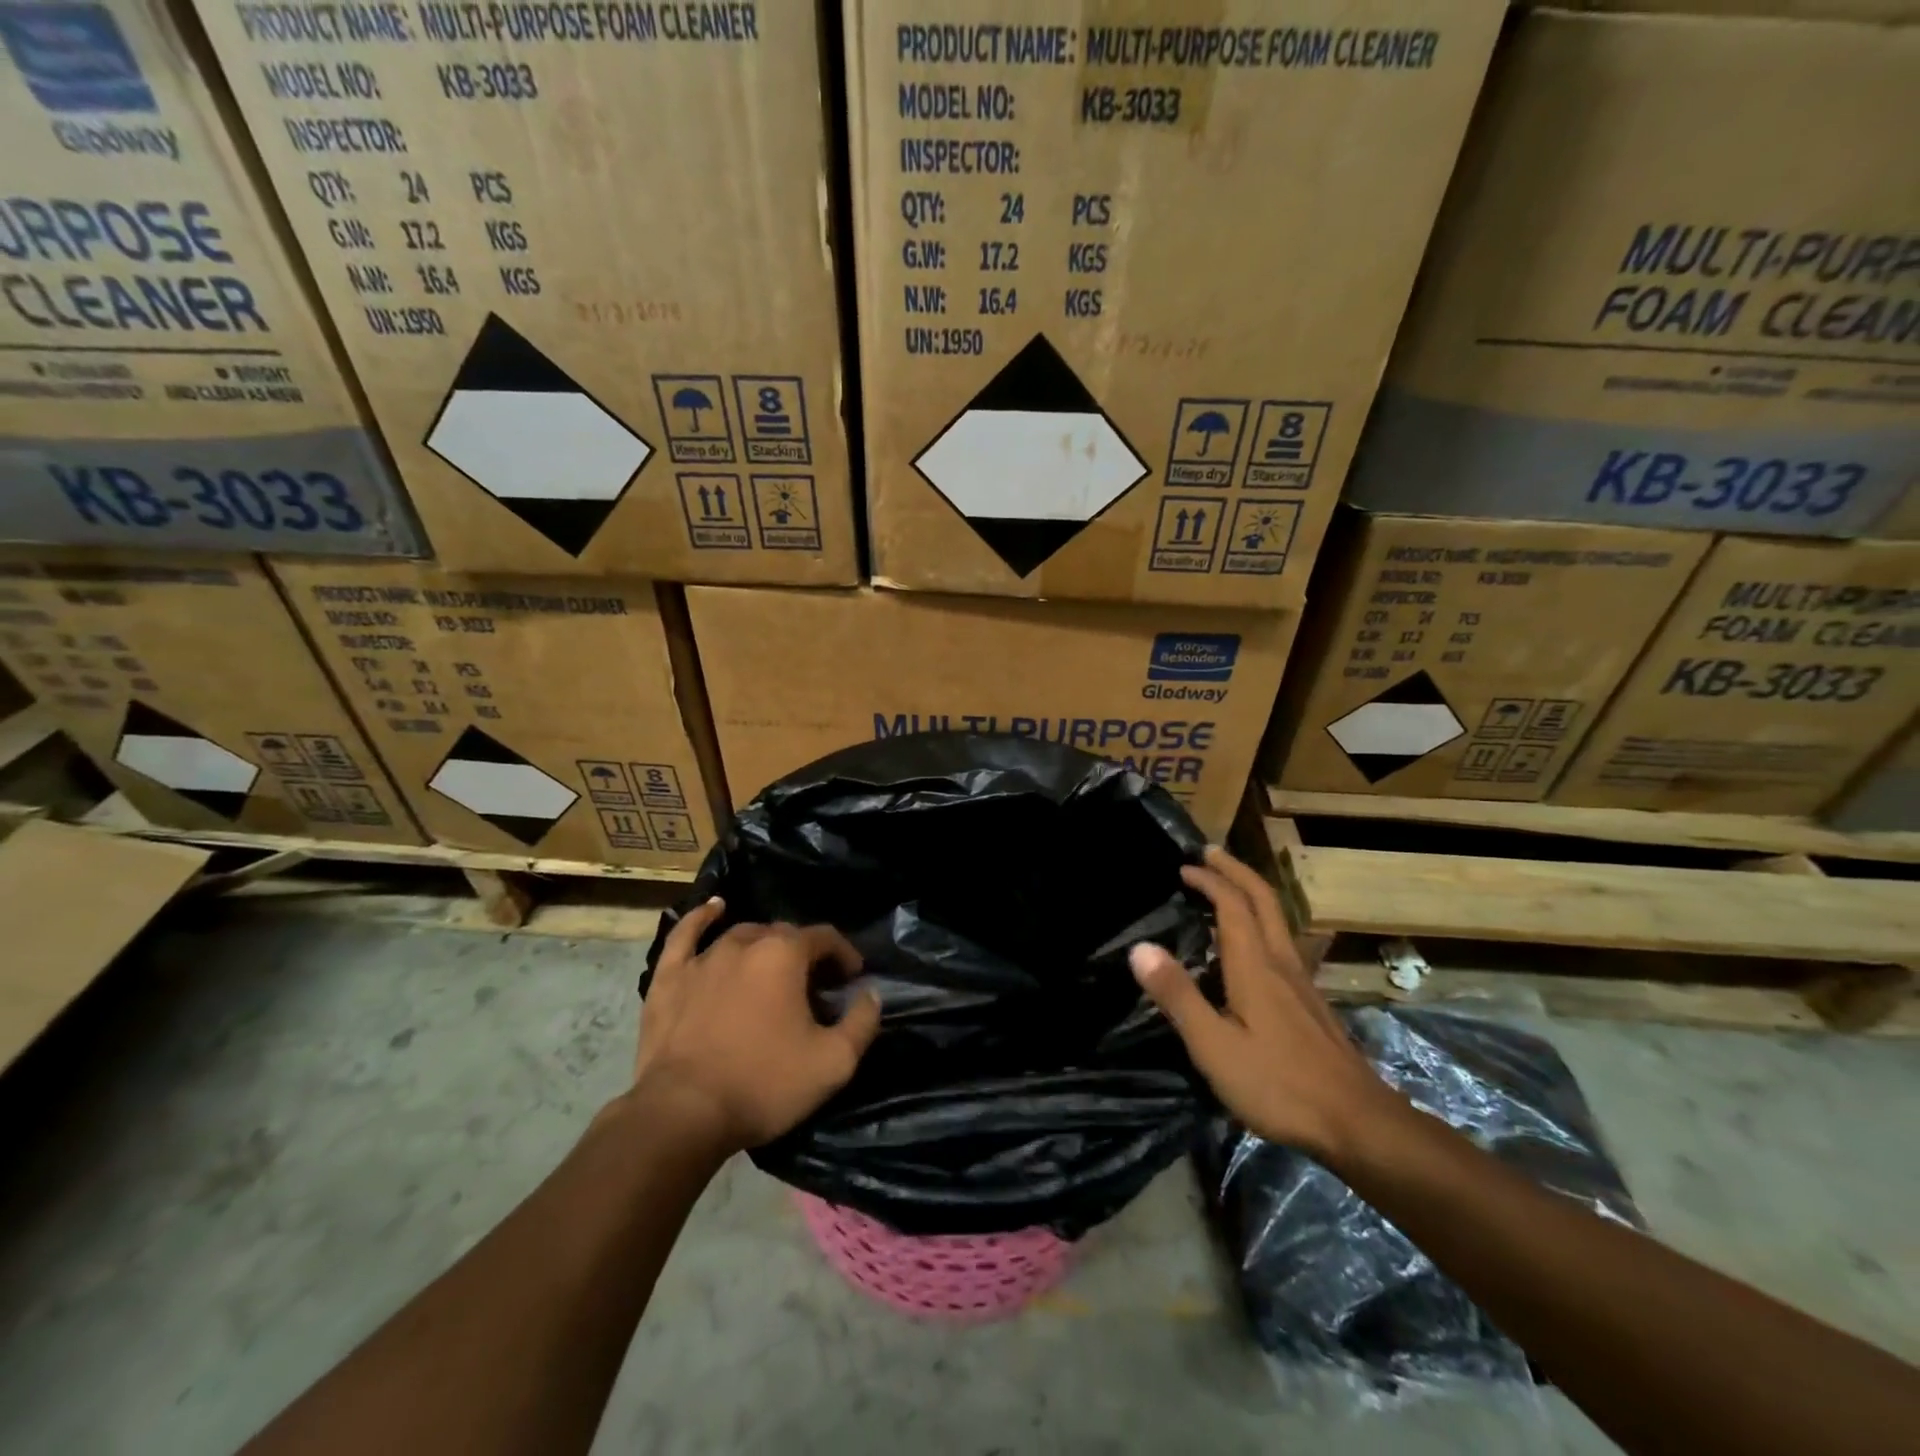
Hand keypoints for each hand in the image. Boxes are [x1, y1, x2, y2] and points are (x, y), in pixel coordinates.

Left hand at [632, 899, 881, 1152]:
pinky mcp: (669, 977)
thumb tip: (870, 993)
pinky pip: (685, 935)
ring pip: (743, 935)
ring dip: (765, 945)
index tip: (852, 979)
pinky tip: (714, 909)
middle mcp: (746, 943)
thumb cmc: (764, 1084)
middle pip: (784, 935)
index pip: (825, 937)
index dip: (844, 954)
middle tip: (814, 985)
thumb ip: (862, 1022)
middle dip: (805, 953)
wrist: (683, 1114)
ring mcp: (703, 957)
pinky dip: (701, 918)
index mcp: (786, 954)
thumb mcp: (833, 1063)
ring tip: (773, 967)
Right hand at [1130, 846, 1393, 1160]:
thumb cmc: (1279, 1084)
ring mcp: (1301, 983)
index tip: (1183, 867)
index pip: (1232, 905)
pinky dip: (1259, 922)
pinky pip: (1281, 942)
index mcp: (1255, 966)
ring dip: (1249, 893)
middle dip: (1236, 871)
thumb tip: (1140, 948)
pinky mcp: (1310, 1003)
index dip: (1208, 880)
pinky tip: (1249, 946)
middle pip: (1263, 900)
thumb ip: (1178, 996)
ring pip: (1277, 920)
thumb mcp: (1214, 1046)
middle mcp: (1281, 962)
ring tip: (1225, 888)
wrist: (1359, 1123)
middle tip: (1210, 855)